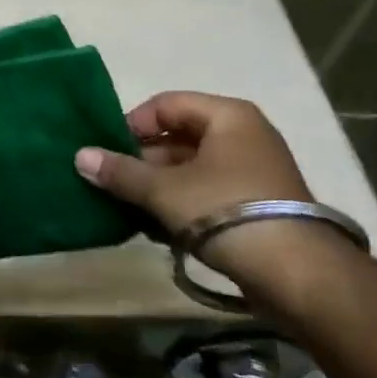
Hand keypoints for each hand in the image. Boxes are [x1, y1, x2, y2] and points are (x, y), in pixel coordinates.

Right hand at [75, 92, 312, 273]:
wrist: (297, 273)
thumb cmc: (225, 211)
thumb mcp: (163, 190)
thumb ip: (120, 171)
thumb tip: (80, 156)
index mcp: (227, 116)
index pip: (165, 104)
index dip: (133, 124)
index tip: (108, 151)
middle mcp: (244, 135)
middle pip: (178, 137)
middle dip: (142, 161)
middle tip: (114, 184)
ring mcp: (253, 172)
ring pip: (191, 169)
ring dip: (157, 187)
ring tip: (130, 210)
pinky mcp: (257, 206)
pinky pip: (207, 193)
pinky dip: (181, 205)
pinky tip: (157, 229)